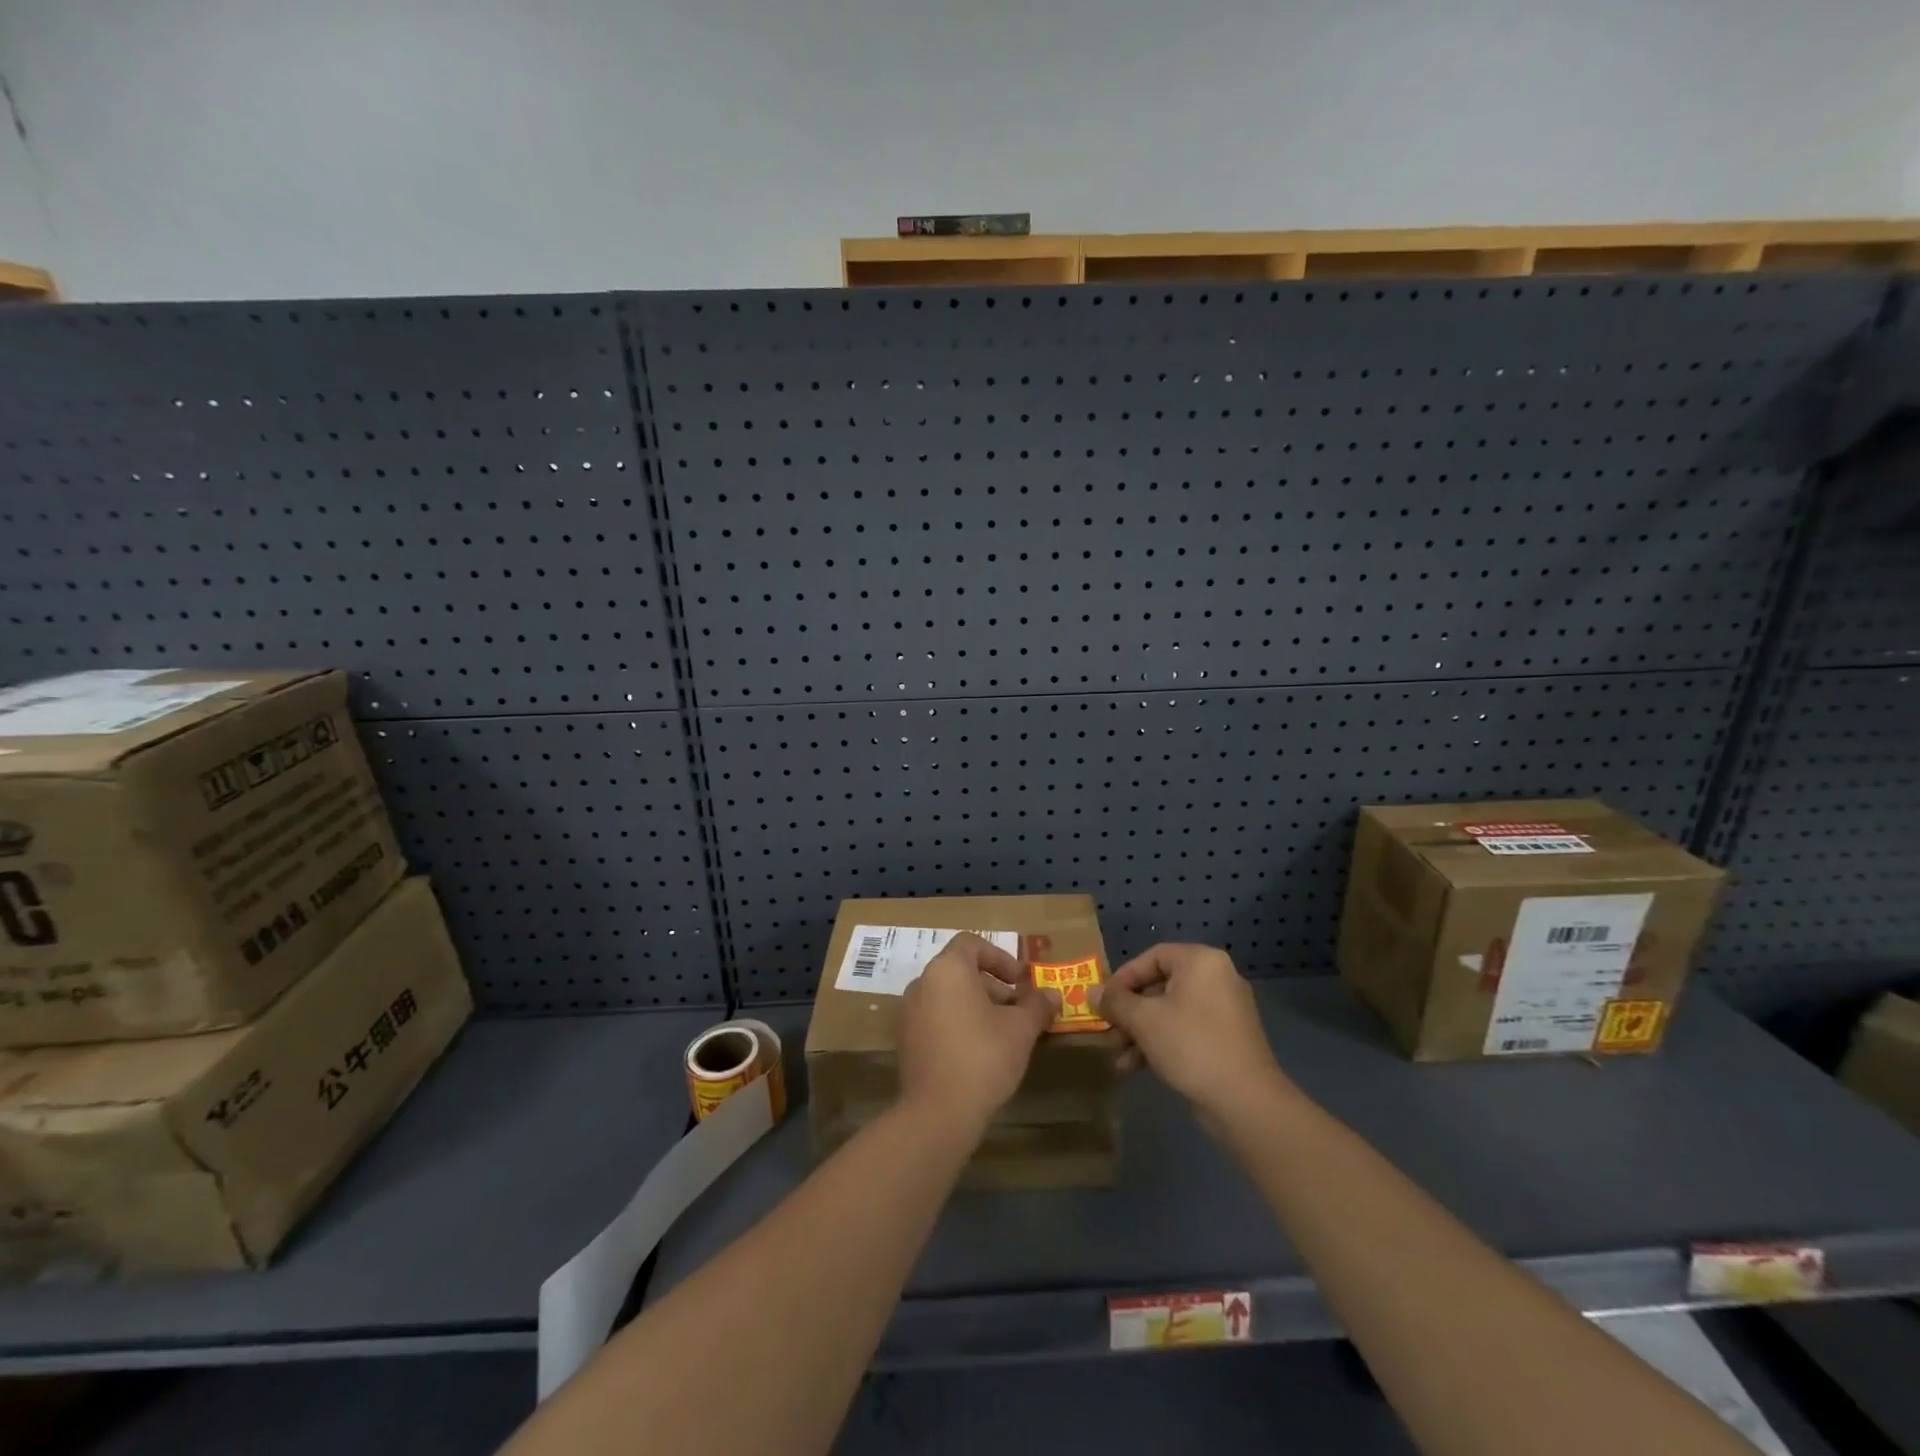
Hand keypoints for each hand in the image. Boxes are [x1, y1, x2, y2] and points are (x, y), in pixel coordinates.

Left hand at [899, 933, 1059, 1134]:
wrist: (938, 1112)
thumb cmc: (983, 1056)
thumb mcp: (1021, 1029)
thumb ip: (1037, 1005)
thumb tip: (1052, 995)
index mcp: (947, 969)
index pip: (972, 944)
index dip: (1000, 957)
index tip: (1020, 981)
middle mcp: (923, 983)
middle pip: (960, 970)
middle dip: (993, 986)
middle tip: (1018, 1010)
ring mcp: (910, 1012)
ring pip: (948, 995)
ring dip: (977, 1005)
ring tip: (1004, 1033)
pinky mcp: (907, 1039)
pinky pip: (936, 1017)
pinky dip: (958, 1022)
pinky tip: (980, 1051)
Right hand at [1093, 943, 1292, 1124]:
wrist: (1245, 1102)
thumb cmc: (1191, 1045)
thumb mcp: (1144, 1020)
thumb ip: (1115, 1002)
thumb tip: (1092, 992)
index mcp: (1201, 962)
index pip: (1152, 957)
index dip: (1123, 978)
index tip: (1104, 1002)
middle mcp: (1216, 978)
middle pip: (1159, 986)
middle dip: (1129, 1012)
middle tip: (1108, 1031)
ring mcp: (1224, 1011)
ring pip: (1170, 1012)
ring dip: (1140, 1032)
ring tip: (1118, 1057)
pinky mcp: (1226, 1040)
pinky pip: (1185, 1031)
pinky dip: (1161, 1043)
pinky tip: (1136, 1068)